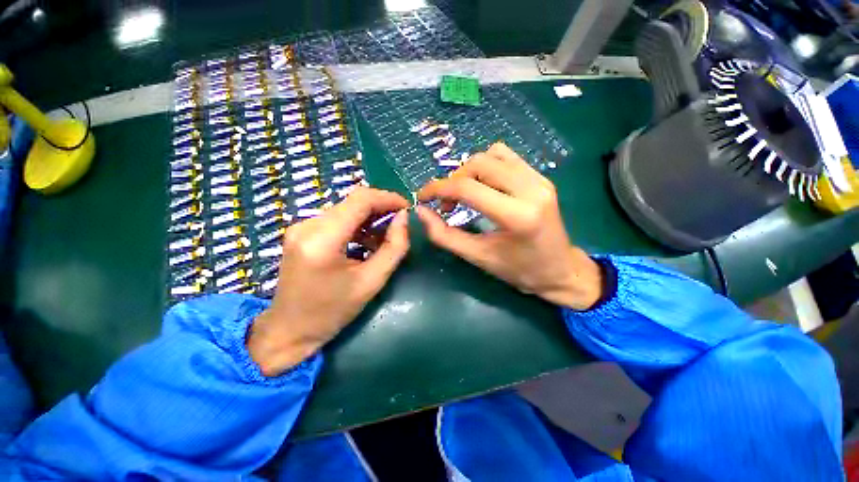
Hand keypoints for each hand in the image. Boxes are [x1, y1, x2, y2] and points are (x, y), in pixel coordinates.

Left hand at [248, 187, 409, 375]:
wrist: (289, 330)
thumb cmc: (332, 312)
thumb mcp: (372, 282)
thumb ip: (394, 247)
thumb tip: (404, 218)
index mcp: (322, 239)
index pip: (360, 200)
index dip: (388, 198)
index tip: (407, 207)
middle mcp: (307, 225)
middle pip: (353, 202)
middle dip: (381, 207)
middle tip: (401, 223)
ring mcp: (301, 227)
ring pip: (346, 209)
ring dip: (370, 218)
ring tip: (386, 237)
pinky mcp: (302, 232)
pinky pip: (337, 219)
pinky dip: (357, 225)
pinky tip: (367, 242)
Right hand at [416, 143, 601, 309]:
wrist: (560, 271)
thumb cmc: (518, 270)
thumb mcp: (478, 257)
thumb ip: (444, 235)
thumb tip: (420, 212)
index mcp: (517, 215)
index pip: (467, 188)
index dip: (438, 189)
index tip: (422, 197)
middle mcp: (531, 189)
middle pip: (478, 164)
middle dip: (453, 180)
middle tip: (447, 204)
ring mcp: (539, 179)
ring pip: (492, 154)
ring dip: (469, 171)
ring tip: (465, 194)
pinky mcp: (541, 177)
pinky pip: (506, 157)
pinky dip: (487, 166)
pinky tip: (484, 186)